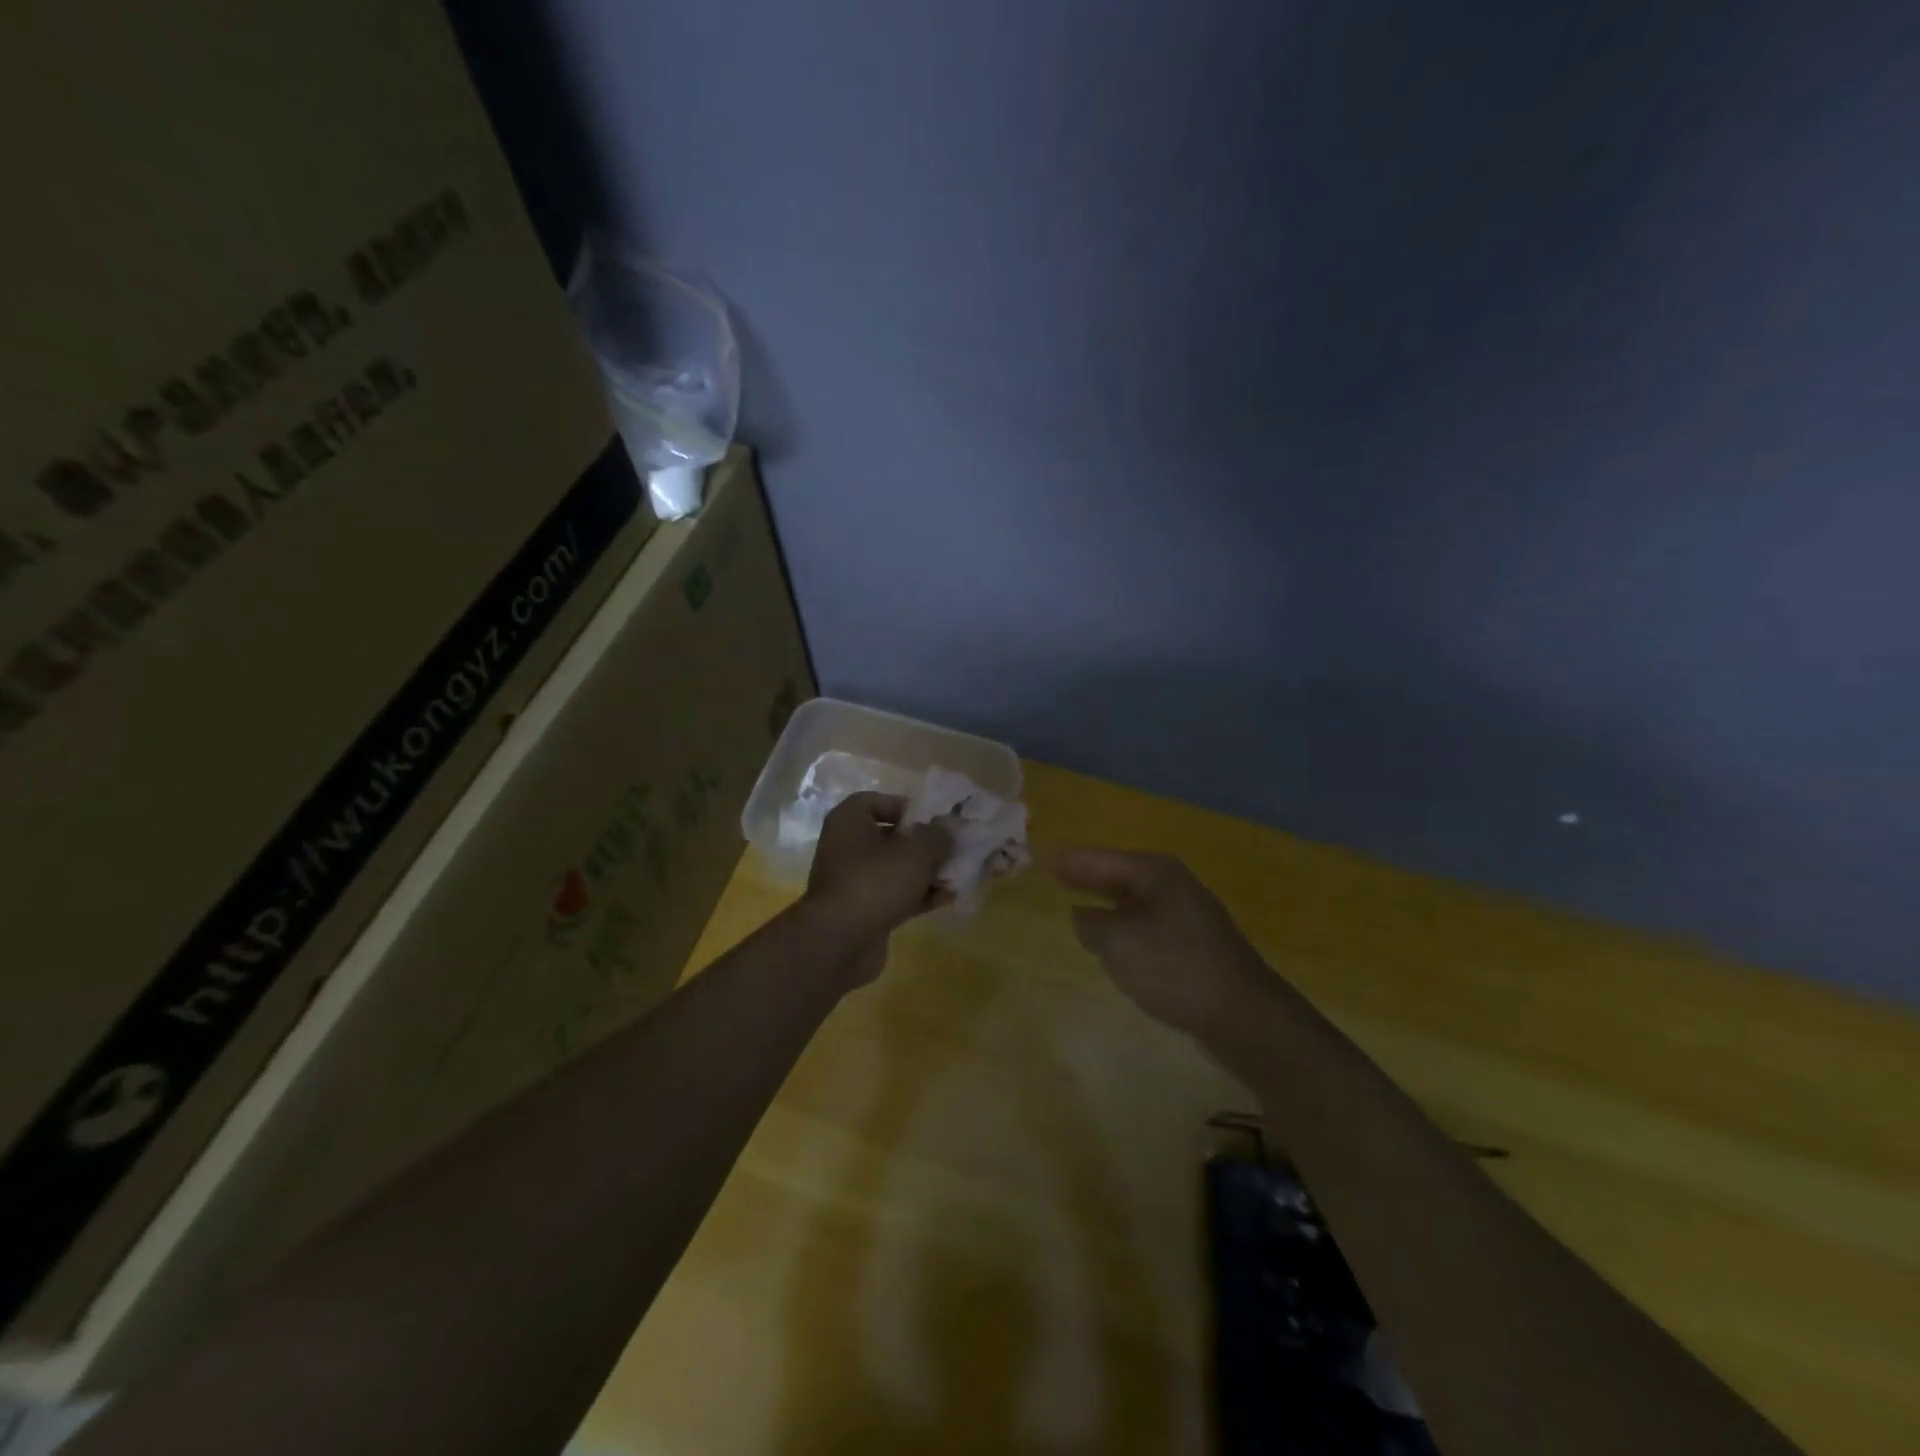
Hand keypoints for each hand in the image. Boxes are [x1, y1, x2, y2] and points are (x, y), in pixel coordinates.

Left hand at [802, 793, 952, 978]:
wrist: (840, 941)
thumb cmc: (875, 881)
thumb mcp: (915, 852)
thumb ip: (937, 836)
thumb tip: (948, 828)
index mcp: (849, 822)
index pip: (875, 801)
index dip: (905, 806)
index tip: (932, 818)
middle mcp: (847, 848)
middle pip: (890, 838)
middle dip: (924, 843)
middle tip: (953, 847)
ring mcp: (854, 882)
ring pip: (896, 869)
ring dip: (926, 872)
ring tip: (958, 874)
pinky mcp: (863, 911)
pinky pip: (895, 895)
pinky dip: (919, 896)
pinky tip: (948, 898)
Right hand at [1053, 849, 1272, 1036]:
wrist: (1242, 1014)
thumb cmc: (1174, 967)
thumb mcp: (1118, 942)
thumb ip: (1091, 923)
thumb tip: (1084, 916)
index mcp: (1154, 872)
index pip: (1101, 859)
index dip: (1071, 861)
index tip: (1044, 857)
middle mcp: (1173, 884)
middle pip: (1120, 875)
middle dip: (1089, 876)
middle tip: (1056, 874)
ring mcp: (1188, 915)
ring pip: (1135, 901)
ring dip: (1107, 902)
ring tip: (1077, 903)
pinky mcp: (1195, 945)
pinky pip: (1147, 924)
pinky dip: (1125, 926)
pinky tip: (1115, 941)